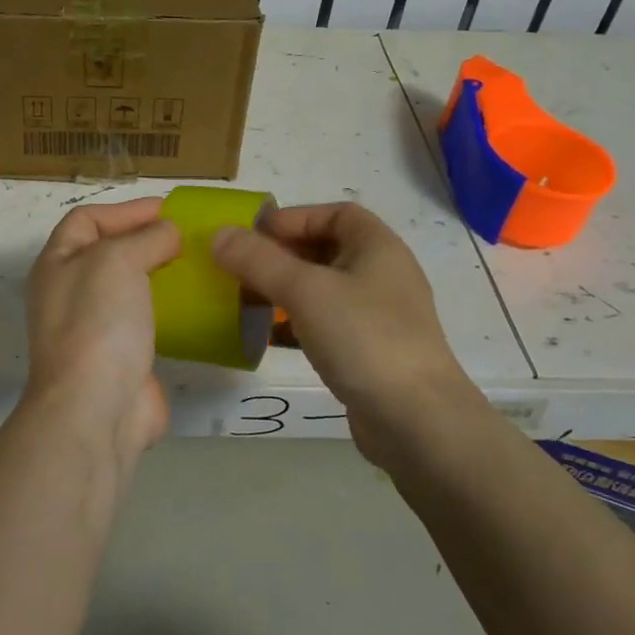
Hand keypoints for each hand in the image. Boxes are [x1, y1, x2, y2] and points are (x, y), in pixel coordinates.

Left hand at [22, 197, 181, 460]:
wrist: (95, 408)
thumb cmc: (97, 322)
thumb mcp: (117, 260)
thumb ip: (146, 238)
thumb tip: (168, 234)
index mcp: (57, 264)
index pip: (86, 219)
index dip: (125, 210)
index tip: (169, 211)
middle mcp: (70, 293)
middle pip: (109, 253)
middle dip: (146, 241)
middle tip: (189, 237)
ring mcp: (95, 329)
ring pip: (130, 289)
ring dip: (161, 275)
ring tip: (199, 266)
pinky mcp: (122, 359)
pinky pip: (148, 323)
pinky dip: (171, 311)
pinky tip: (199, 306)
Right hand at [212, 202, 475, 466]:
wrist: (416, 421)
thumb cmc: (363, 338)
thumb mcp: (304, 290)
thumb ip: (258, 260)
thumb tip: (219, 234)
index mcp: (378, 247)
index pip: (336, 213)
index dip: (294, 217)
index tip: (255, 235)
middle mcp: (383, 275)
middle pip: (327, 250)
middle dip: (282, 255)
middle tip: (242, 268)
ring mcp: (379, 317)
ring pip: (324, 290)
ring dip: (285, 291)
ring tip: (248, 300)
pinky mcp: (371, 353)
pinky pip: (327, 325)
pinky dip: (297, 324)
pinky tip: (268, 338)